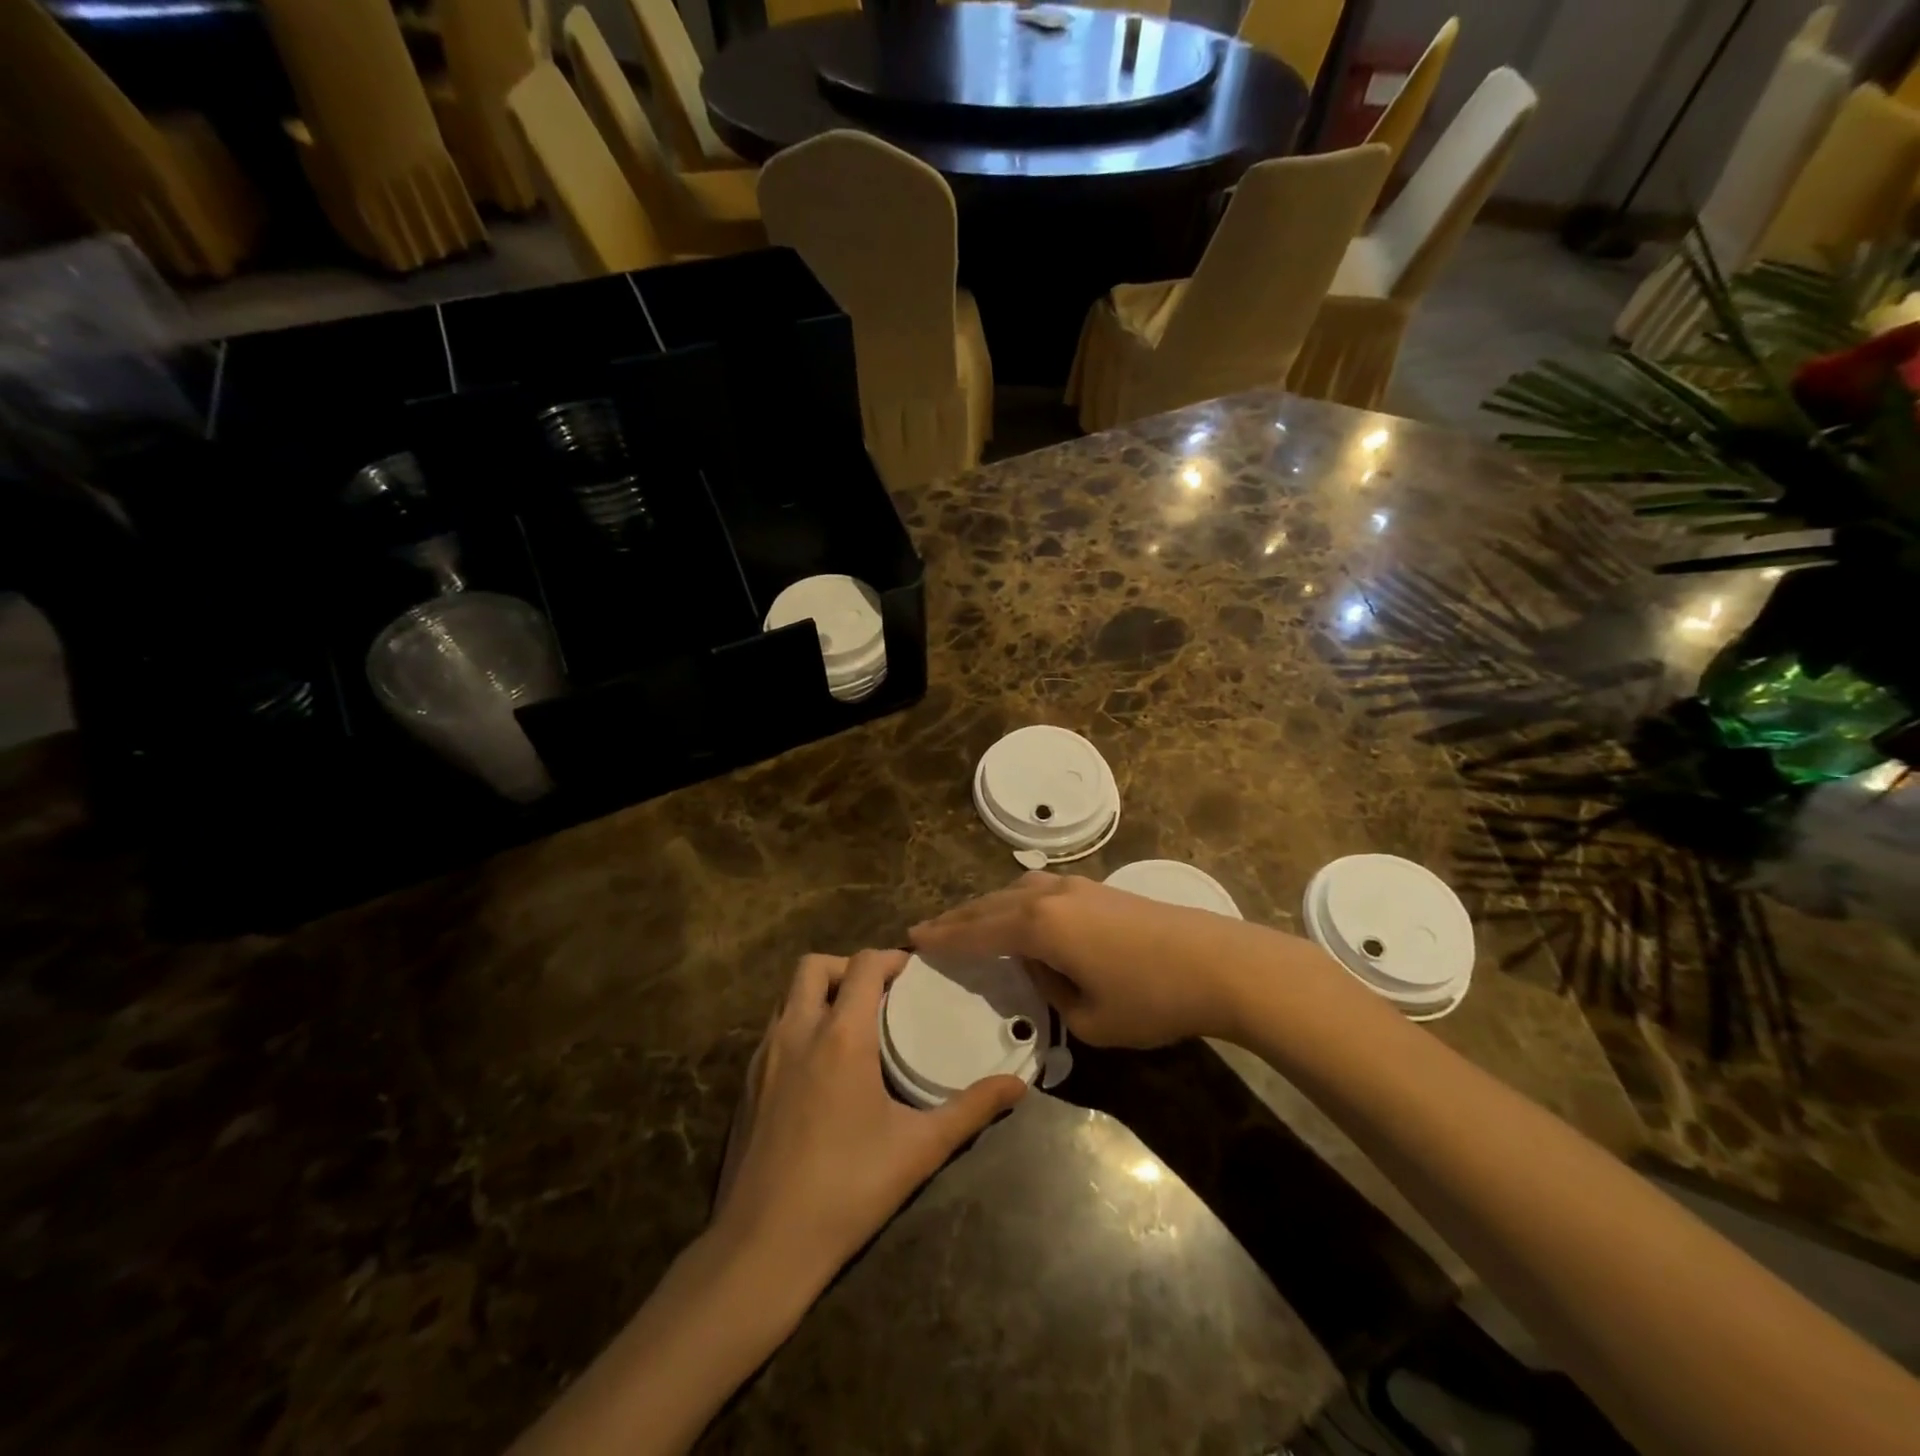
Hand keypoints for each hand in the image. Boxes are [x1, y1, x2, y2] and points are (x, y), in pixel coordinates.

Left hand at [710, 949, 1026, 1289]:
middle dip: (848, 966)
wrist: (763, 1246)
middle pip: (814, 966)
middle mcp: (797, 1032)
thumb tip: (1018, 1085)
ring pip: (789, 996)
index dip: (891, 958)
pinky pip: (774, 1029)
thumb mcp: (920, 1148)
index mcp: (841, 1035)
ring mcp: (764, 1056)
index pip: (863, 964)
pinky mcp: (746, 1082)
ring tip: (853, 1023)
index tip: (915, 973)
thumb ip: (972, 1109)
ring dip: (820, 993)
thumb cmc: (848, 1189)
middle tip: (880, 993)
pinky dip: (800, 1024)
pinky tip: (821, 1065)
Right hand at [911, 871, 1330, 1047]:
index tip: (912, 940)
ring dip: (988, 907)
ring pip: (1016, 891)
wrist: (1218, 962)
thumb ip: (1052, 994)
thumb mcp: (1090, 1020)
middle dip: (958, 919)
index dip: (943, 938)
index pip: (977, 932)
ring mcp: (1078, 886)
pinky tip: (1022, 915)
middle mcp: (1050, 895)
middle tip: (927, 931)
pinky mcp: (1100, 888)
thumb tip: (1043, 971)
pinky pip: (1041, 890)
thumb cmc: (1151, 998)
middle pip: (991, 905)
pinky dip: (1017, 902)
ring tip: (969, 923)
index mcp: (1040, 925)